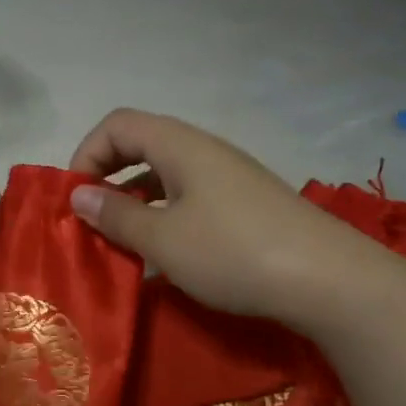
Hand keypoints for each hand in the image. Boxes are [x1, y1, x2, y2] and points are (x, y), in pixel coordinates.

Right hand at [66, 109, 386, 320]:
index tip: (75, 197)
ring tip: (122, 241)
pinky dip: (165, 215)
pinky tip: (165, 254)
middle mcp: (204, 150)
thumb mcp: (162, 239)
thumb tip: (79, 196)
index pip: (118, 124)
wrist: (330, 281)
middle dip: (108, 176)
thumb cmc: (233, 252)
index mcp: (180, 146)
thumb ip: (116, 215)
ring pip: (167, 174)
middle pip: (142, 144)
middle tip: (91, 217)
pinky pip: (191, 197)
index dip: (87, 153)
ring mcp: (230, 177)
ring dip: (136, 200)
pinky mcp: (247, 204)